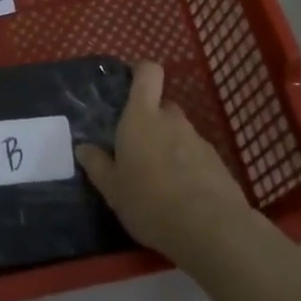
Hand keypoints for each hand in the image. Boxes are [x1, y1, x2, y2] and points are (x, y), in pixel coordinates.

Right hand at [76, 61, 251, 263]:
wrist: (211, 229)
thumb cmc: (150, 201)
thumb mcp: (113, 189)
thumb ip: (98, 165)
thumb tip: (83, 148)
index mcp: (142, 116)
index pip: (148, 72)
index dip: (140, 71)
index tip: (129, 82)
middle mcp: (171, 120)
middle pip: (162, 106)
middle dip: (151, 120)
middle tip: (137, 148)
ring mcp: (198, 140)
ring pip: (179, 133)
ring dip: (169, 147)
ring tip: (159, 181)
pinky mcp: (217, 163)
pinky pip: (196, 156)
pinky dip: (188, 167)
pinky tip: (181, 197)